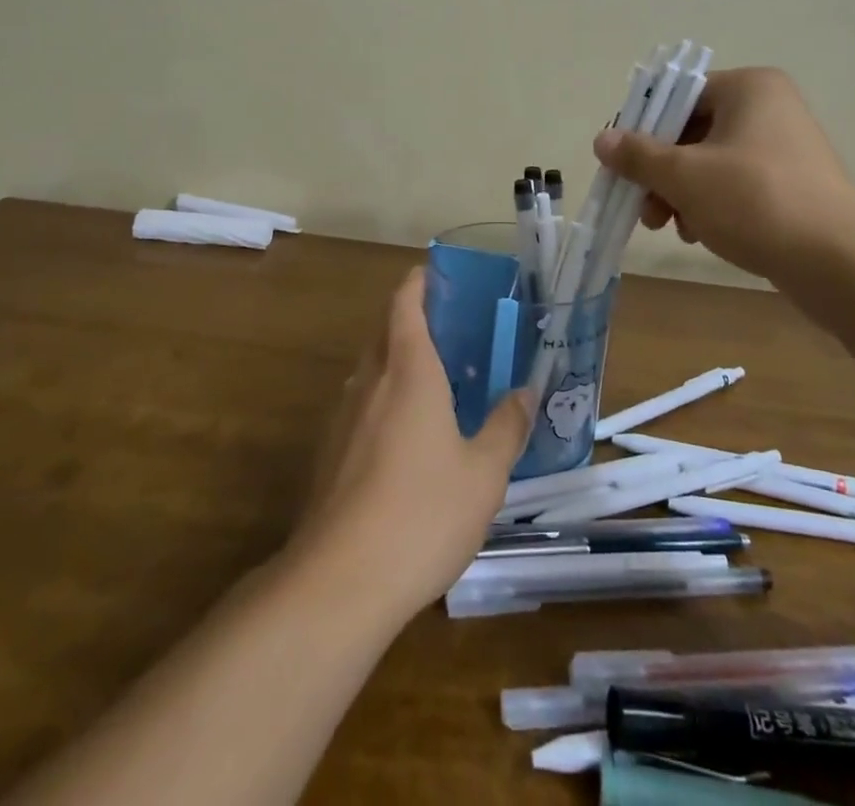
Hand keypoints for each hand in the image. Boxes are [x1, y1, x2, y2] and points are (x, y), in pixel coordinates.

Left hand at [285, 268, 533, 619]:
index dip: (418, 282)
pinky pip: (360, 406)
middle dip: (412, 321)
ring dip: (397, 362)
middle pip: (385, 333)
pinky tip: (406, 437)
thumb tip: (525, 391)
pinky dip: (383, 400)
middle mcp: (370, 382)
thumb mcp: (484, 473)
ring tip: (434, 382)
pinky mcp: (329, 454)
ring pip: (371, 370)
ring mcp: (343, 418)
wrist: (339, 581)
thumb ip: (506, 427)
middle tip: (451, 331)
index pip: (405, 305)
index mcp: (409, 371)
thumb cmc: (423, 513)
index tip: (436, 274)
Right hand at [592, 66, 854, 283]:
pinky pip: (736, 185)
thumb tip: (602, 139)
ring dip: (681, 194)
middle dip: (661, 173)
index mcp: (748, 88)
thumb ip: (638, 155)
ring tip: (671, 228)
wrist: (838, 261)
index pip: (678, 96)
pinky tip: (700, 234)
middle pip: (691, 132)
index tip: (622, 165)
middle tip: (644, 208)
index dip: (643, 130)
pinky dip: (710, 205)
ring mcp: (784, 147)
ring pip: (710, 163)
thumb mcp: (684, 175)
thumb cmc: (754, 200)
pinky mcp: (792, 184)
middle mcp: (769, 108)